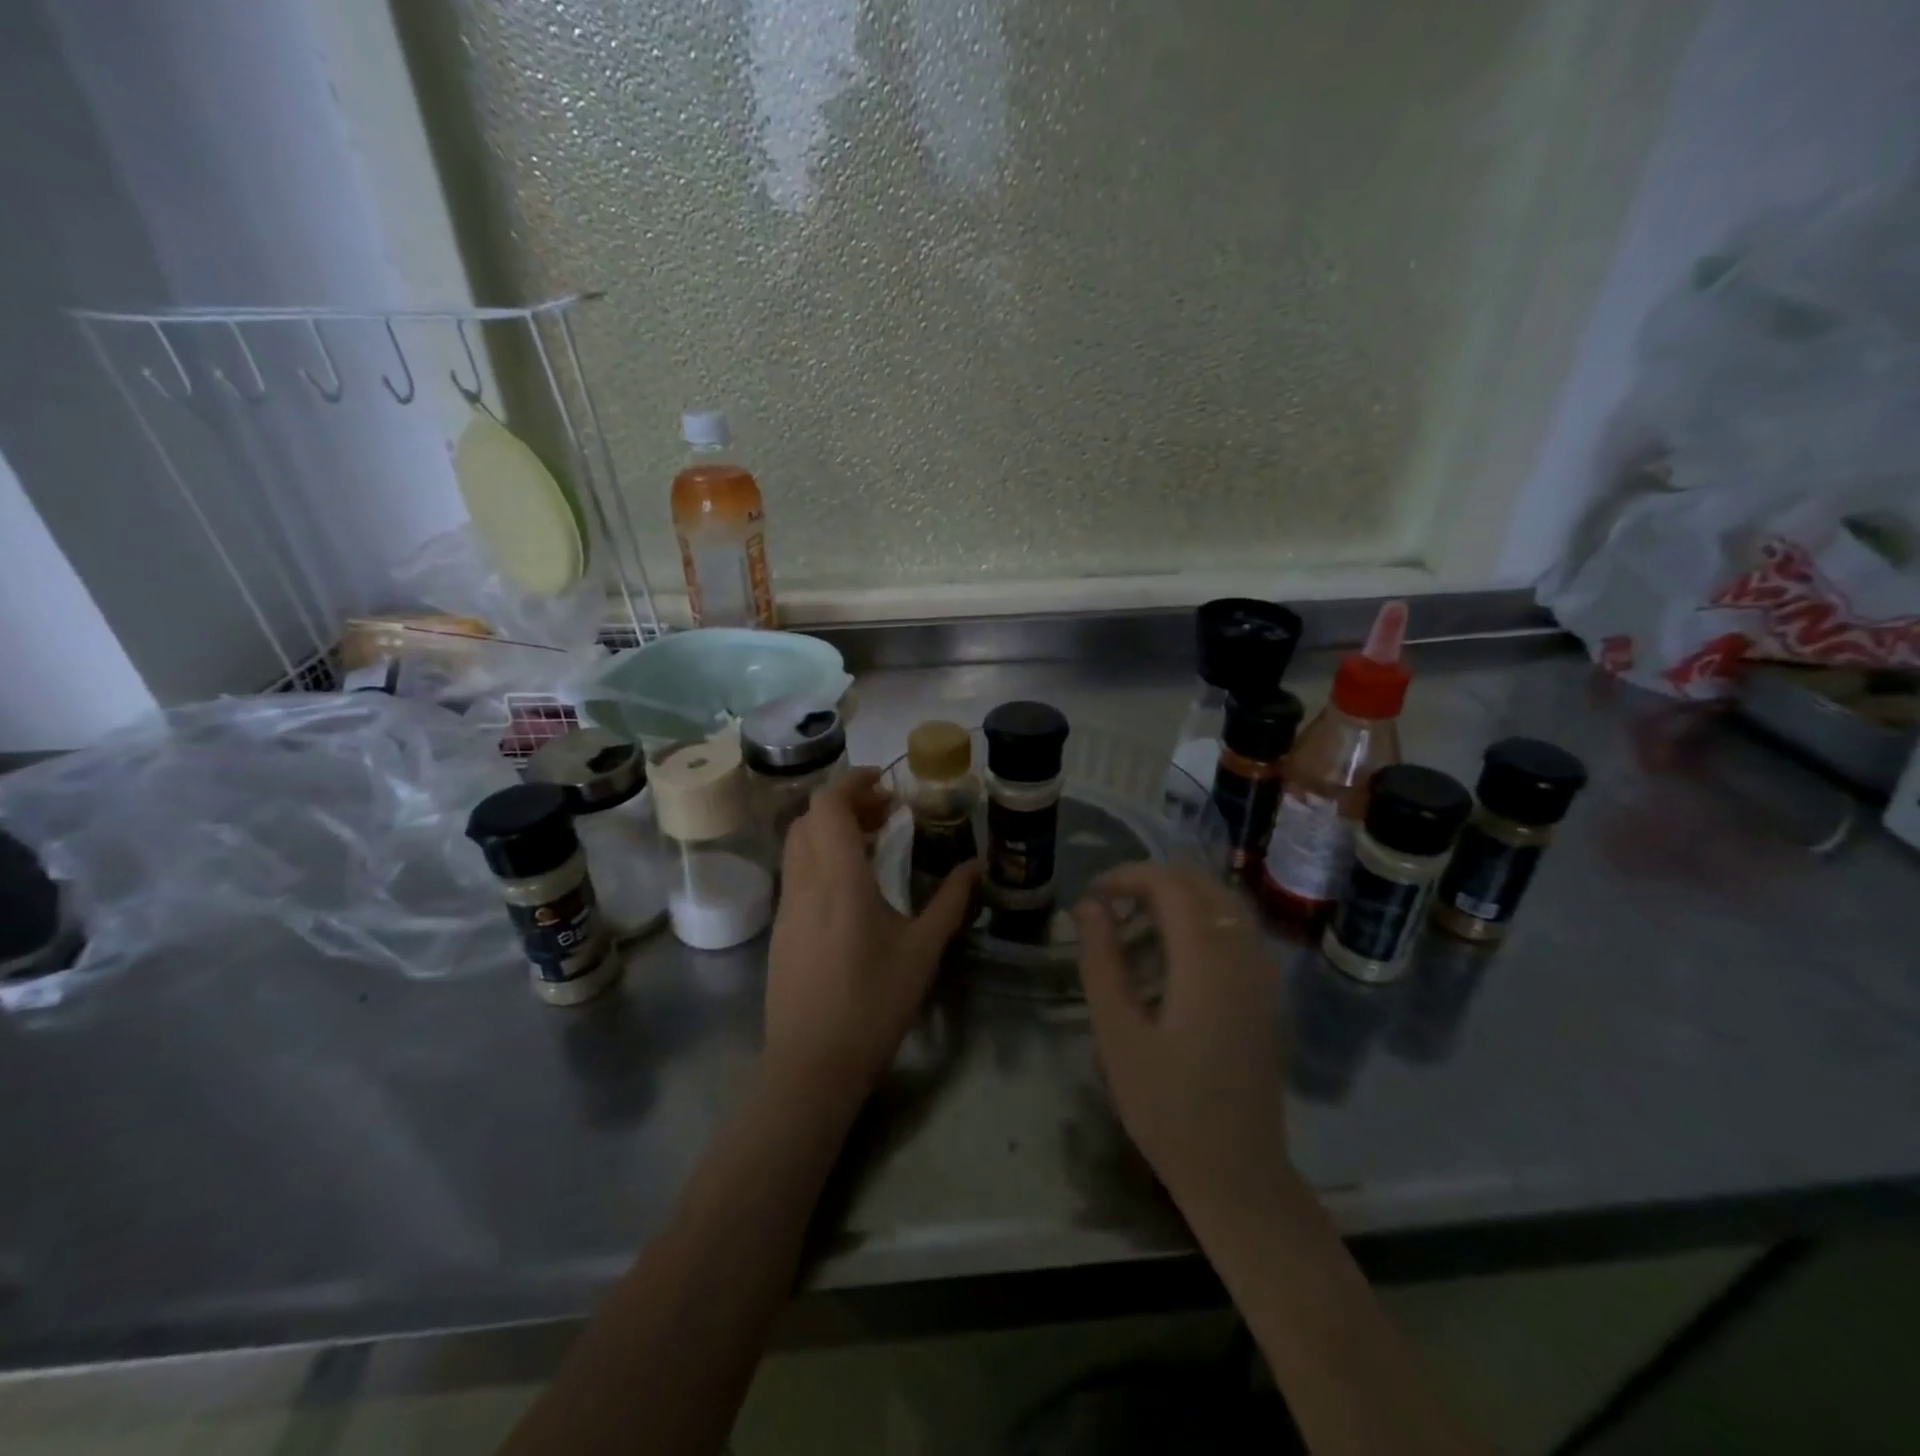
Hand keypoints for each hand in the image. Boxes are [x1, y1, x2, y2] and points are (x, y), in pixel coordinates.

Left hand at [763, 768, 978, 1104]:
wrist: (811, 1064)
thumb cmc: (873, 1004)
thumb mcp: (923, 951)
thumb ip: (950, 902)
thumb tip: (976, 866)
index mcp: (838, 879)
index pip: (828, 805)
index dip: (853, 783)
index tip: (886, 782)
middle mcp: (804, 882)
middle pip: (810, 818)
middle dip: (847, 804)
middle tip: (887, 814)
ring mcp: (787, 906)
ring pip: (799, 844)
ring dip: (832, 830)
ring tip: (874, 844)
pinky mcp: (781, 928)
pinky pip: (796, 871)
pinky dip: (821, 856)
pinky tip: (853, 884)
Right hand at [1074, 865, 1290, 1211]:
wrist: (1237, 1173)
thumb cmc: (1166, 1108)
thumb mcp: (1117, 1034)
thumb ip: (1101, 961)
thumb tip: (1088, 906)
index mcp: (1207, 962)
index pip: (1172, 885)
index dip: (1129, 876)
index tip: (1093, 894)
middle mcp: (1244, 955)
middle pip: (1203, 883)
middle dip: (1153, 880)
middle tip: (1111, 906)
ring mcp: (1262, 974)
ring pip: (1223, 903)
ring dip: (1179, 898)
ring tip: (1135, 926)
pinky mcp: (1266, 993)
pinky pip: (1236, 929)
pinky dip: (1201, 920)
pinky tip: (1171, 954)